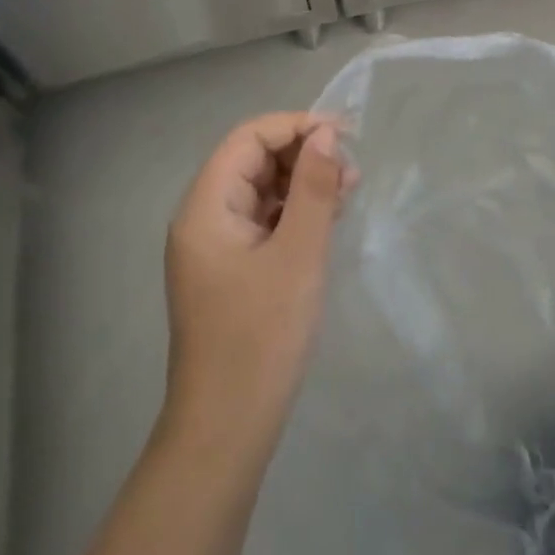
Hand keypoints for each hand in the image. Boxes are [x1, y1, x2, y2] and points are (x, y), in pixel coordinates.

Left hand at [160, 114, 353, 466]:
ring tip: (349, 190)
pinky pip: (263, 220)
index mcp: (206, 208)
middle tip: (351, 169)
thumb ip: (314, 188)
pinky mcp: (231, 269)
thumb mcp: (299, 254)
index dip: (295, 126)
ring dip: (303, 182)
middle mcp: (203, 219)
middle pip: (252, 160)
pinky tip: (329, 217)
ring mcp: (215, 246)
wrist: (228, 427)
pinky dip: (295, 211)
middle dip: (303, 154)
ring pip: (261, 190)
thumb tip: (327, 135)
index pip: (248, 138)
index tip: (344, 136)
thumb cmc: (262, 335)